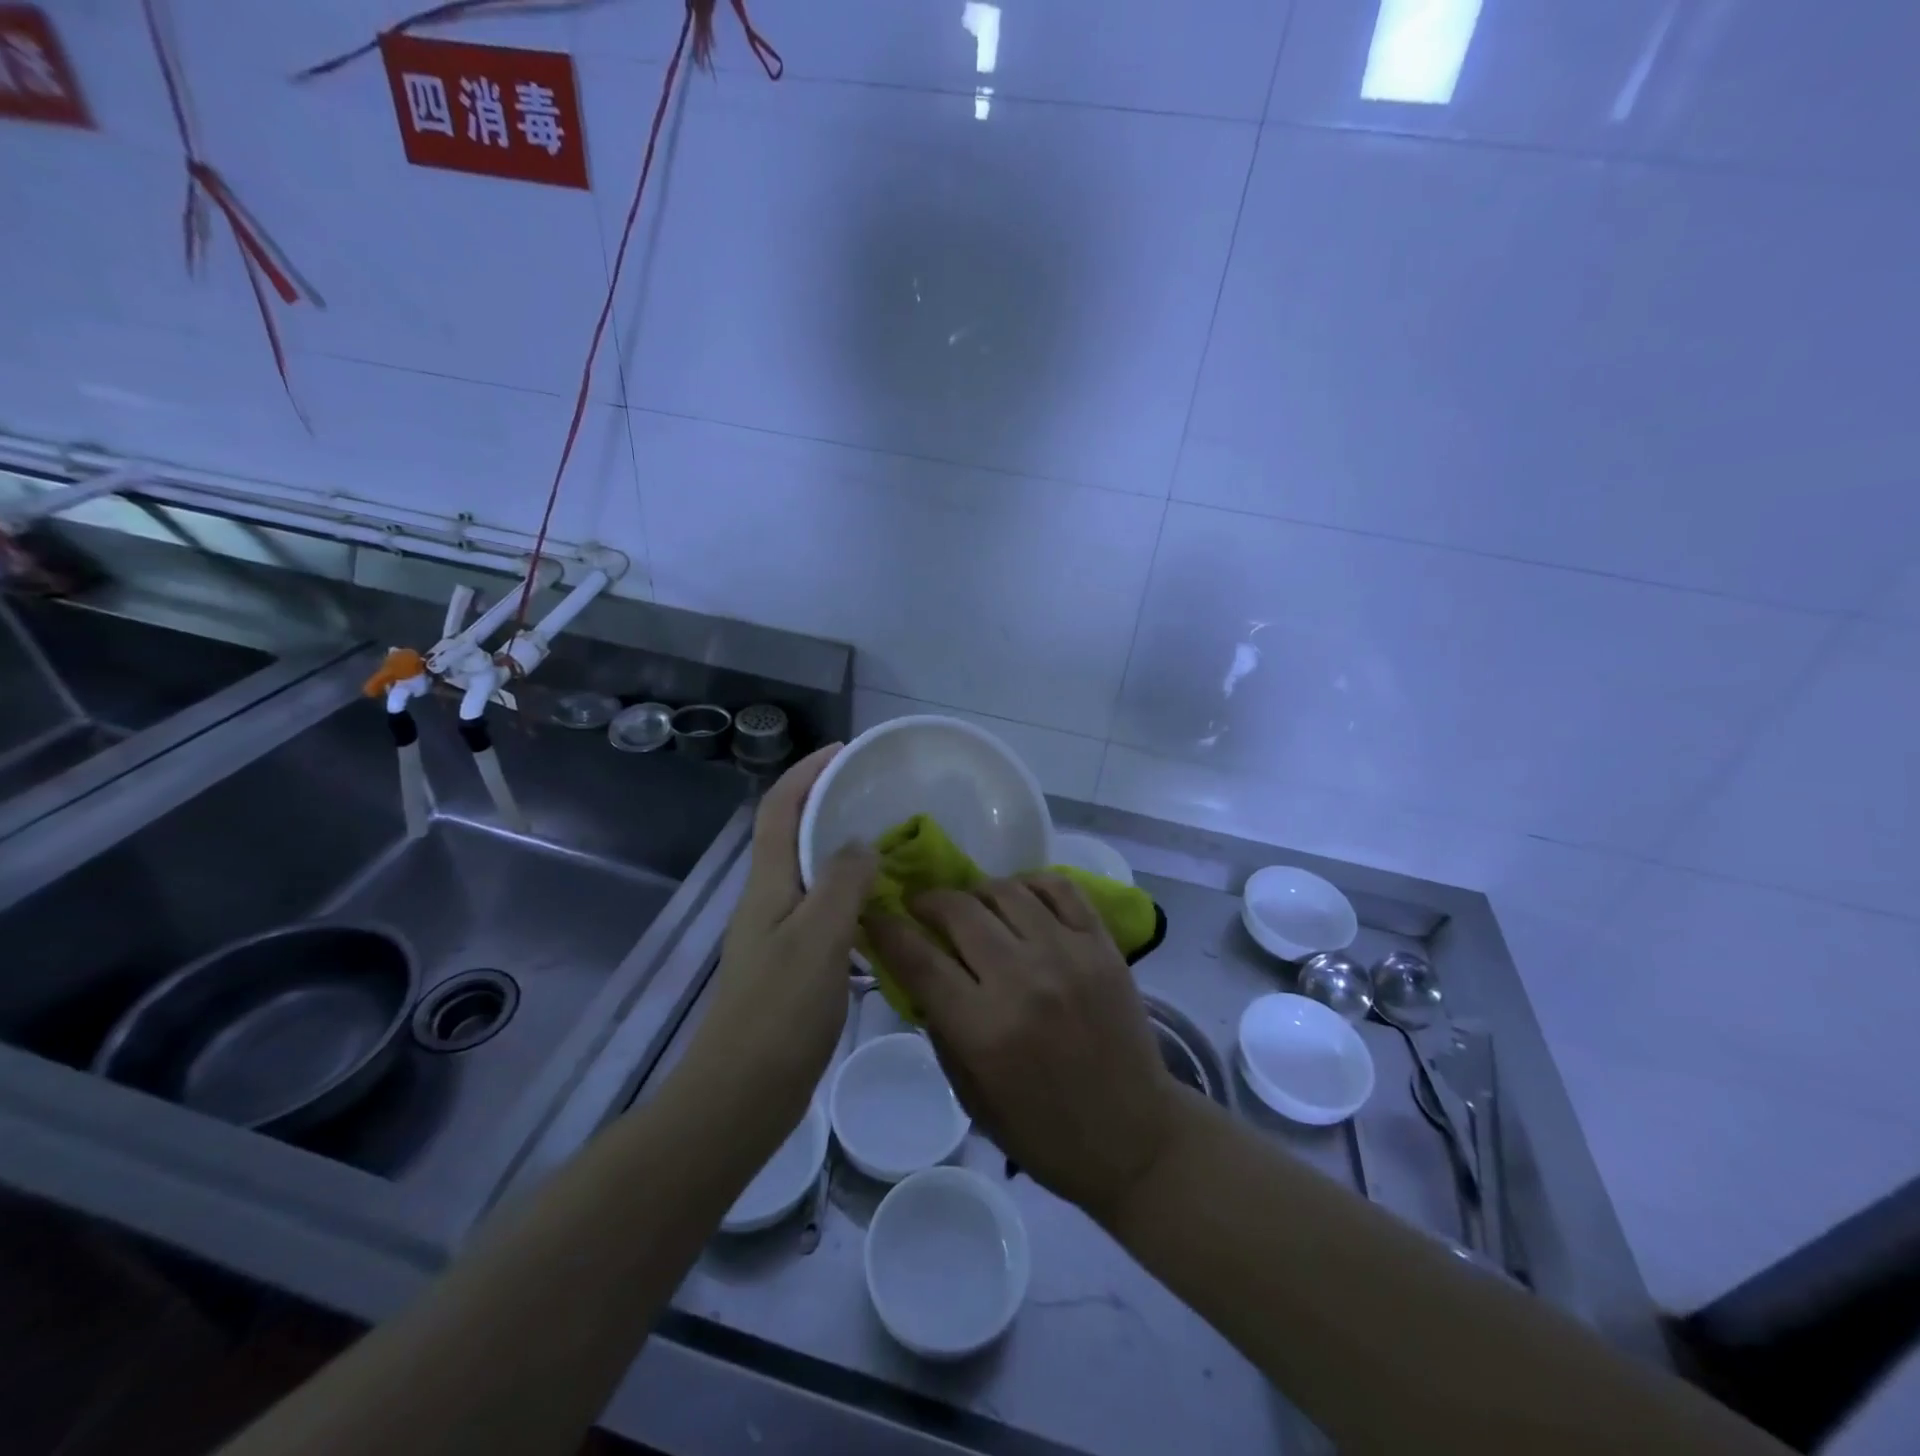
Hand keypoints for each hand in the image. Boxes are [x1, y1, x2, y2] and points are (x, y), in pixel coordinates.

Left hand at [684, 746, 875, 1121]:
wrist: (741, 1097)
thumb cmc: (779, 1013)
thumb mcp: (819, 938)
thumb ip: (844, 882)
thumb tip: (864, 843)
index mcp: (768, 885)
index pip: (779, 809)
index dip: (806, 773)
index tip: (845, 751)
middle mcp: (768, 900)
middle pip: (793, 835)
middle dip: (828, 804)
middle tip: (878, 797)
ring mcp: (778, 934)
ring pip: (812, 874)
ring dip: (843, 851)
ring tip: (890, 846)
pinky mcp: (792, 965)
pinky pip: (825, 911)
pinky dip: (852, 896)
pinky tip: (884, 911)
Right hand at [866, 876, 1182, 1223]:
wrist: (1132, 1136)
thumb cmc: (1043, 1130)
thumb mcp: (971, 1094)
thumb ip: (939, 1026)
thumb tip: (915, 971)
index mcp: (984, 1029)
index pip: (918, 958)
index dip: (886, 929)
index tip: (873, 915)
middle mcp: (1023, 980)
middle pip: (959, 911)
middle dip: (927, 901)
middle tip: (920, 908)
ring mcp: (1068, 955)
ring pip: (1005, 890)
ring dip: (975, 891)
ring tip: (971, 906)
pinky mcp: (1101, 944)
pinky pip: (1059, 887)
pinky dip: (1030, 883)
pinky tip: (1018, 898)